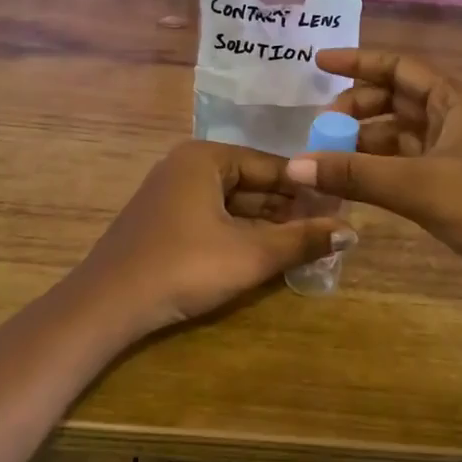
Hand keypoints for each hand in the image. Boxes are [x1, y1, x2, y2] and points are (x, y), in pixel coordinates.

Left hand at [68, 140, 356, 339]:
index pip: (271, 166)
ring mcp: (171, 193)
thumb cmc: (184, 267)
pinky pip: (212, 217)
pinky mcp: (163, 221)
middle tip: (328, 229)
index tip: (341, 207)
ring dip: (266, 223)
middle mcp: (186, 166)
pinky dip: (239, 233)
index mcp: (205, 157)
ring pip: (232, 203)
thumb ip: (302, 240)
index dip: (308, 188)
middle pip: (251, 183)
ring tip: (306, 243)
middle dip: (288, 208)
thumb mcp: (250, 254)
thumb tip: (353, 230)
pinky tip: (265, 252)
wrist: (107, 304)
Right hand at [283, 50, 461, 341]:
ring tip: (326, 156)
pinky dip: (376, 168)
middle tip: (320, 127)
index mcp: (456, 99)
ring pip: (398, 134)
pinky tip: (349, 180)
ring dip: (363, 141)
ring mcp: (454, 152)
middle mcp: (455, 117)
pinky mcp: (452, 184)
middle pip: (395, 99)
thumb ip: (353, 173)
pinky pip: (404, 164)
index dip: (358, 62)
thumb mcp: (417, 186)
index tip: (318, 63)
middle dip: (356, 108)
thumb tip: (293, 165)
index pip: (399, 67)